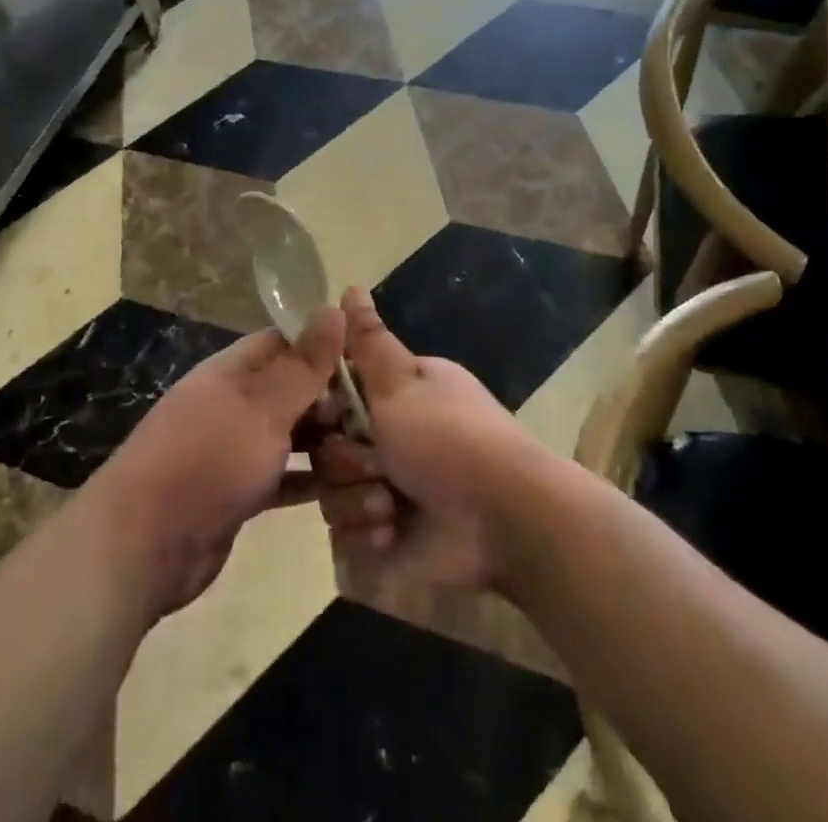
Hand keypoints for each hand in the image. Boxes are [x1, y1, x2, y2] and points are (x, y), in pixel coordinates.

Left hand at [90, 310, 343, 619]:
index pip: (287, 341)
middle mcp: (233, 403)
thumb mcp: (263, 407)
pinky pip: (281, 477)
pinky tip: (344, 489)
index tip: (371, 362)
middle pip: (291, 389)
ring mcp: (232, 449)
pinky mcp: (236, 492)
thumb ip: (303, 363)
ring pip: (289, 434)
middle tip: (380, 417)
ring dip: (324, 442)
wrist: (141, 546)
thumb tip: (334, 306)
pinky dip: (308, 480)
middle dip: (332, 399)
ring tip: (372, 452)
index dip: (327, 346)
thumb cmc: (207, 460)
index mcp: (233, 371)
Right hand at [314, 288, 545, 592]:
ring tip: (390, 509)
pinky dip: (366, 537)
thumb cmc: (448, 439)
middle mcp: (389, 441)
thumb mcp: (402, 380)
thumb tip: (351, 286)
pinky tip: (391, 536)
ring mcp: (387, 491)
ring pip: (332, 494)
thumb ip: (368, 339)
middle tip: (377, 466)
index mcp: (395, 397)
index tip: (332, 417)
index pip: (335, 396)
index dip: (325, 408)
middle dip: (347, 461)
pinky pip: (346, 538)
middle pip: (328, 448)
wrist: (502, 520)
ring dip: (357, 501)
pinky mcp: (387, 541)